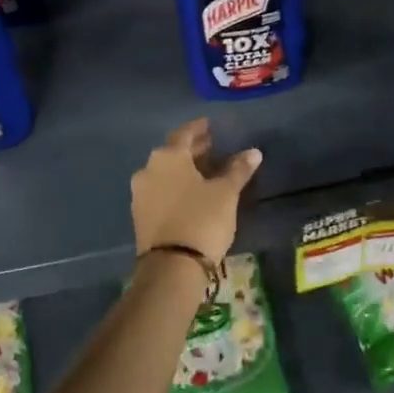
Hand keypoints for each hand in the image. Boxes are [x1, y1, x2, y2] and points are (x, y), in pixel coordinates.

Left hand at [131, 118, 261, 263]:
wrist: (172, 266)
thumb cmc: (202, 219)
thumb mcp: (226, 193)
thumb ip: (238, 169)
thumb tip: (253, 152)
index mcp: (168, 156)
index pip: (185, 133)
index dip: (199, 129)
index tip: (210, 126)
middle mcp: (148, 169)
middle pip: (173, 152)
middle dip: (192, 150)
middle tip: (212, 148)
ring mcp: (140, 193)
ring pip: (165, 172)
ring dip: (183, 169)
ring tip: (205, 173)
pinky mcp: (139, 215)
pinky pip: (160, 190)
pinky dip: (175, 186)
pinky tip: (190, 194)